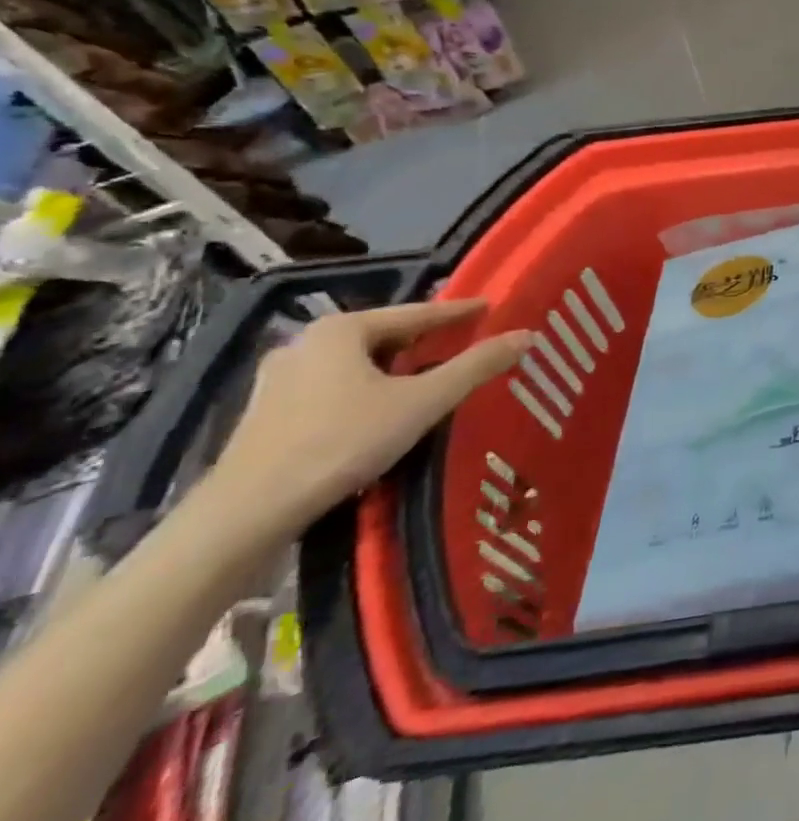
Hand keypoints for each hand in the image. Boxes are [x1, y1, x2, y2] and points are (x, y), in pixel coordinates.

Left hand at [205, 300, 533, 548]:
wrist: (248, 513)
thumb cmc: (342, 443)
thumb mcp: (423, 402)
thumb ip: (476, 366)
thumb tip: (527, 335)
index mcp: (342, 330)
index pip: (417, 312)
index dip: (459, 312)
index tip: (491, 307)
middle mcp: (306, 343)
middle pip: (385, 336)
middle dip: (426, 341)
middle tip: (464, 346)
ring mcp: (280, 379)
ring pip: (357, 363)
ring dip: (395, 368)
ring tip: (429, 379)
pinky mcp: (268, 413)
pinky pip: (335, 387)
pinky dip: (367, 389)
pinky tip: (382, 410)